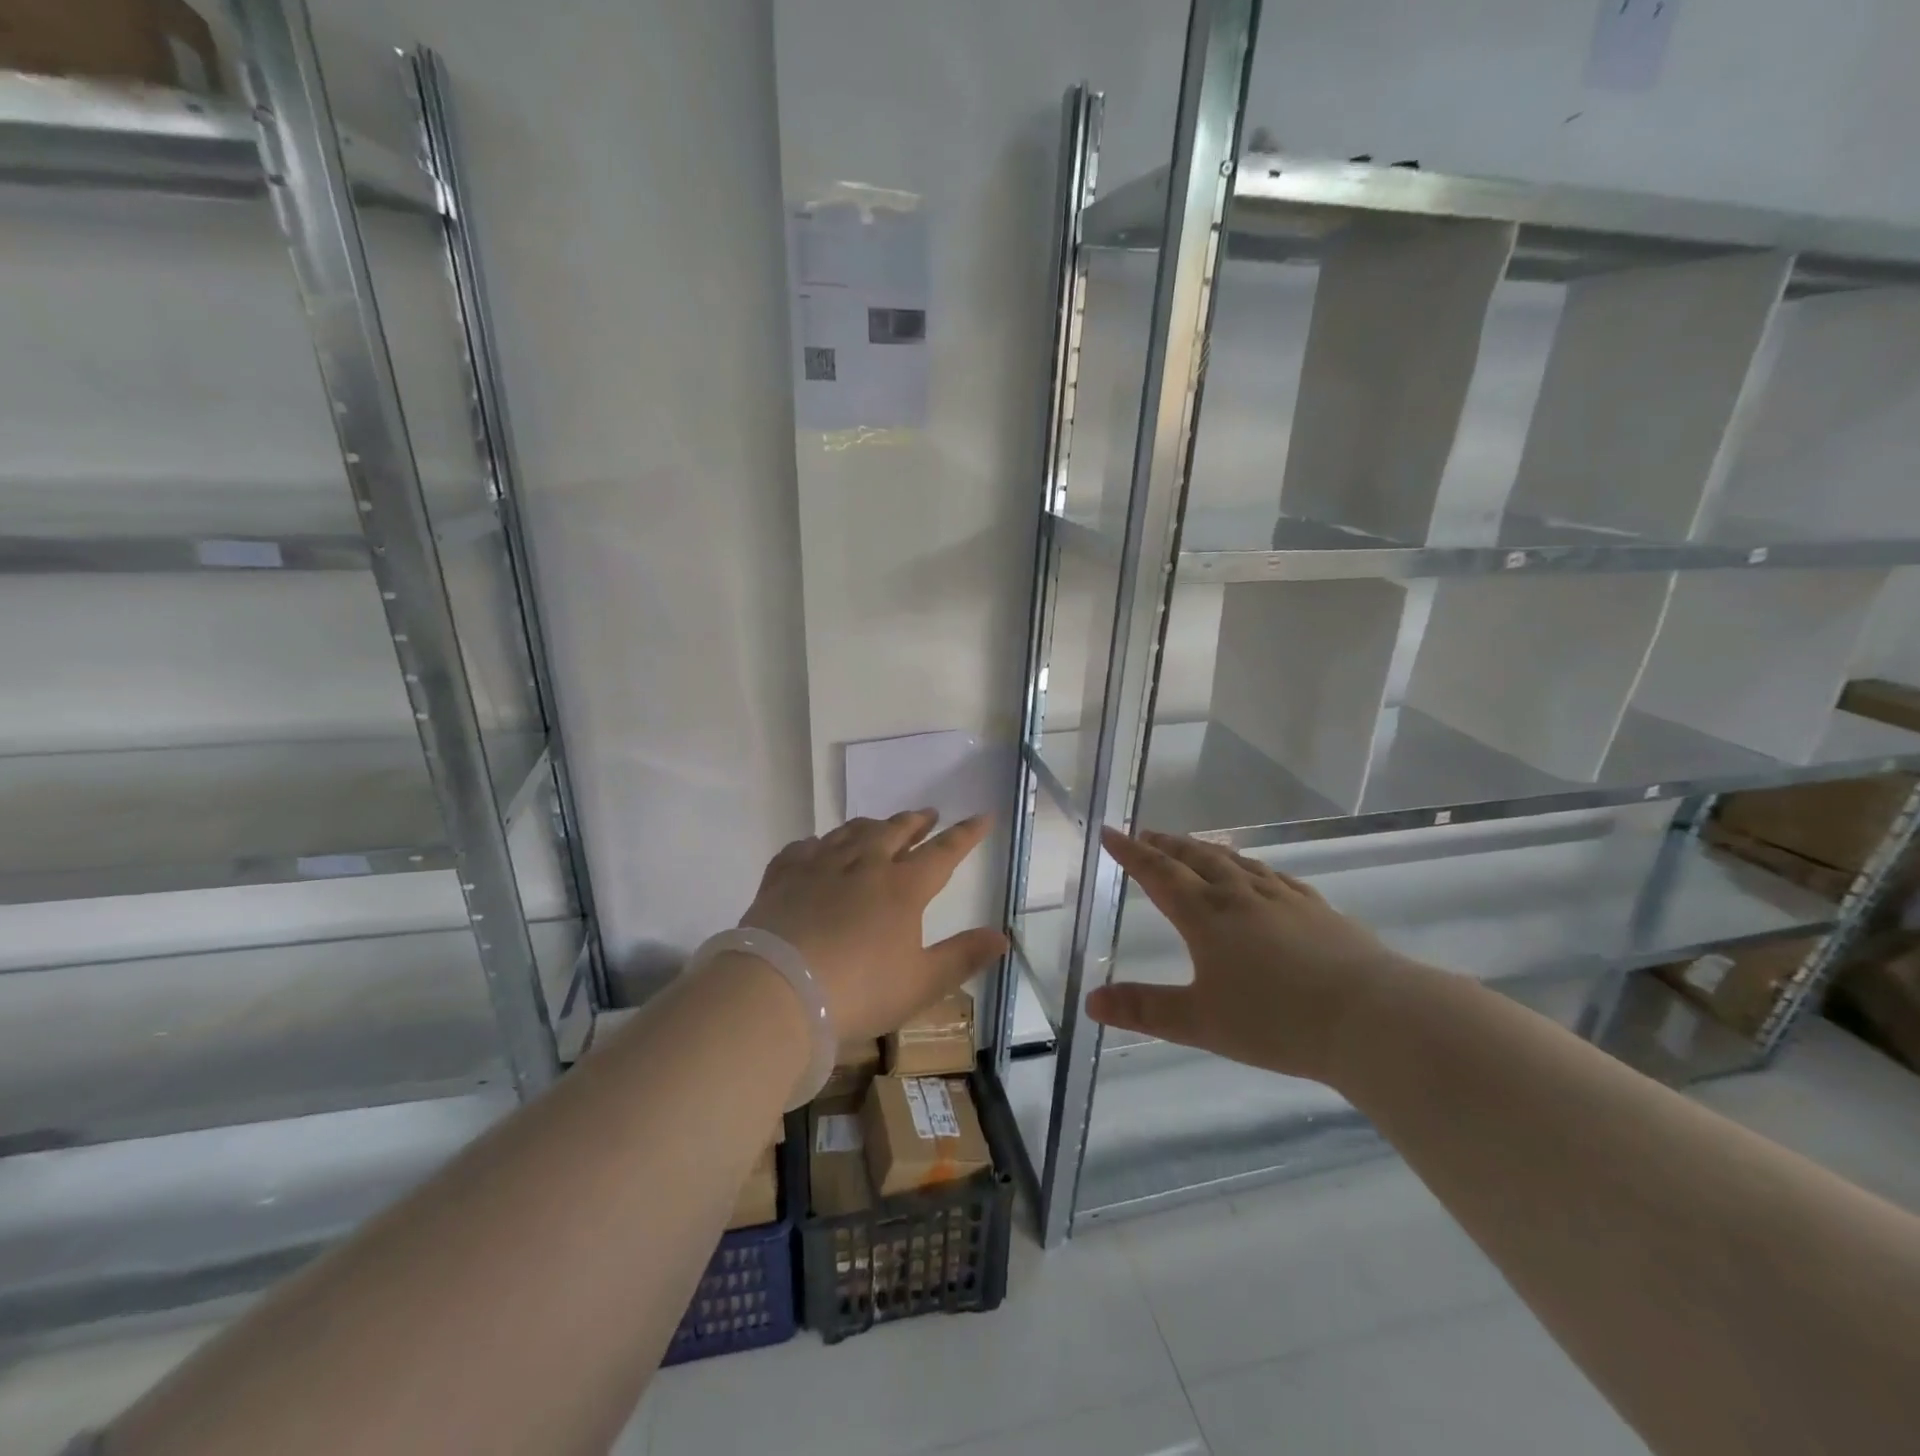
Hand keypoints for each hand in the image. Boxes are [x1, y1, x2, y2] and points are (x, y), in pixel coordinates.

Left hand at [737, 810, 1009, 1040]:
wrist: (777, 991)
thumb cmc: (858, 991)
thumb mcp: (921, 983)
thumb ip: (963, 957)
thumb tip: (1002, 937)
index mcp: (902, 887)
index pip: (944, 851)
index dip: (966, 834)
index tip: (982, 816)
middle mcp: (864, 864)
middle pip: (896, 831)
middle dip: (917, 821)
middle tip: (928, 815)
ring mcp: (820, 864)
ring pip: (852, 831)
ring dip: (873, 825)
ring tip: (880, 826)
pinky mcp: (784, 874)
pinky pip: (806, 846)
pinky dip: (820, 844)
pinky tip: (819, 849)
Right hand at [1086, 827, 1429, 1084]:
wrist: (1372, 1017)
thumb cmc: (1276, 1020)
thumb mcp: (1200, 1022)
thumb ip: (1144, 1010)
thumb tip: (1091, 1002)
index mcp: (1206, 915)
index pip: (1158, 873)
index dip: (1131, 853)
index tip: (1110, 832)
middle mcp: (1240, 896)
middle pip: (1195, 859)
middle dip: (1165, 845)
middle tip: (1145, 833)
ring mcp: (1283, 898)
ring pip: (1235, 862)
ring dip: (1205, 850)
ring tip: (1192, 847)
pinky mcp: (1317, 909)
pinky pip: (1274, 876)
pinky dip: (1252, 867)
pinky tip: (1258, 874)